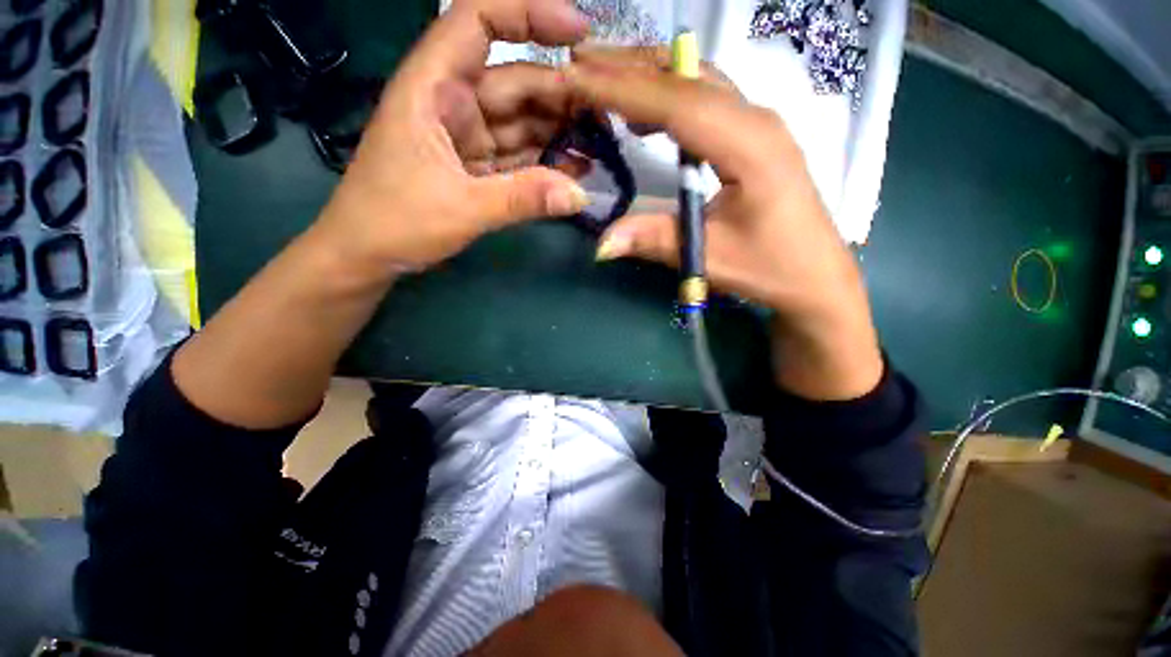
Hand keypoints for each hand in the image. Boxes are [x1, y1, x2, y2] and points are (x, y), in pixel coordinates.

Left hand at [313, 0, 591, 277]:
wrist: (368, 255)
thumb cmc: (395, 221)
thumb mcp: (460, 208)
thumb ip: (522, 199)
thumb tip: (580, 195)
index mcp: (434, 88)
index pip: (478, 21)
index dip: (528, 13)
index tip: (578, 33)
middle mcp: (454, 103)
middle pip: (516, 82)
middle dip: (563, 95)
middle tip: (608, 118)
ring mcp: (469, 138)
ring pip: (522, 122)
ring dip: (560, 132)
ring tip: (601, 146)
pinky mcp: (478, 168)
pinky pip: (519, 157)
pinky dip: (546, 163)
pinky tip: (575, 171)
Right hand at [567, 53, 883, 399]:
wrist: (815, 277)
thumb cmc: (769, 268)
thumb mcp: (708, 256)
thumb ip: (653, 241)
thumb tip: (601, 243)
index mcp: (749, 146)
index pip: (678, 103)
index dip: (623, 89)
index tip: (576, 78)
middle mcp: (756, 120)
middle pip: (688, 77)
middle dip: (630, 67)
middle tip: (581, 64)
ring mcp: (758, 124)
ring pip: (698, 82)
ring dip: (649, 77)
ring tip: (603, 81)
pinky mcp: (754, 137)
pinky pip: (707, 101)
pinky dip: (669, 98)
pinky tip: (645, 115)